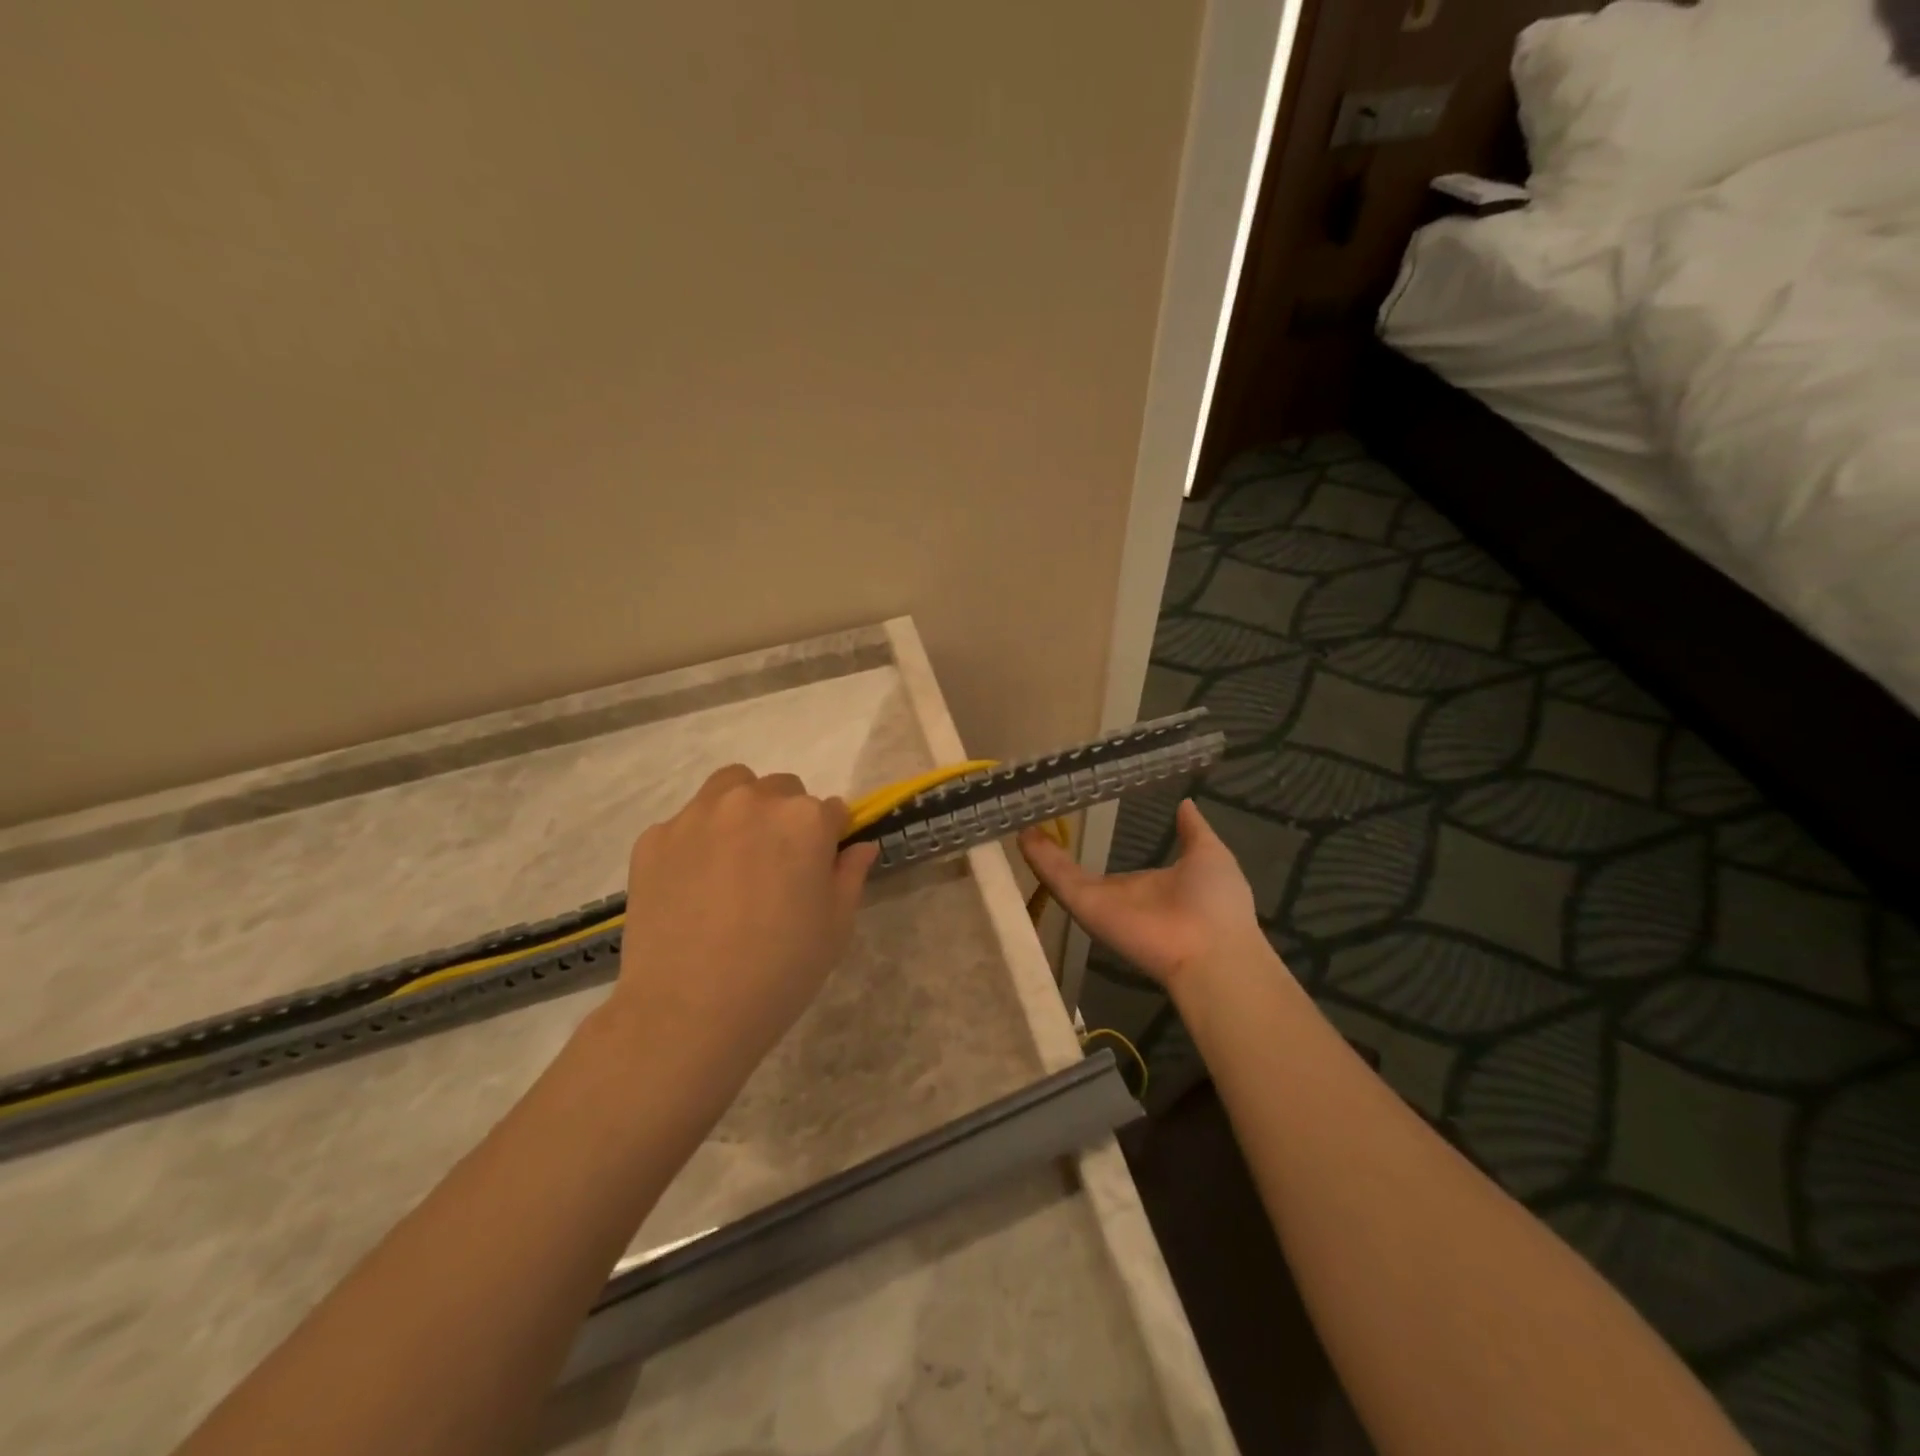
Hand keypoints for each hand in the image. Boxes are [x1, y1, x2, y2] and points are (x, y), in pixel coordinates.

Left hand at [608, 765, 878, 1088]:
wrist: (689, 1011)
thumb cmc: (781, 969)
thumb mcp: (836, 925)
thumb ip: (851, 874)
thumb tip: (860, 846)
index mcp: (804, 819)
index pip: (832, 810)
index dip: (830, 838)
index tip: (820, 867)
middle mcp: (752, 802)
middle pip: (781, 789)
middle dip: (786, 818)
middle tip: (777, 866)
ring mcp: (697, 816)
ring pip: (729, 788)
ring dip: (742, 809)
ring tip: (735, 857)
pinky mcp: (654, 838)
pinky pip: (685, 824)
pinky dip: (696, 841)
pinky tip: (693, 885)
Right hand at [1019, 799, 1262, 996]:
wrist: (1212, 949)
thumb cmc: (1216, 902)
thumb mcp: (1208, 854)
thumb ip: (1192, 830)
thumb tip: (1185, 803)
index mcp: (1148, 887)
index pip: (1114, 868)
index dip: (1095, 848)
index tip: (1079, 824)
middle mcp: (1119, 897)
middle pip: (1080, 873)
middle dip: (1056, 852)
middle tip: (1033, 821)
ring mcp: (1099, 903)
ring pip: (1062, 874)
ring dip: (1039, 852)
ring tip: (1017, 823)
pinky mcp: (1086, 906)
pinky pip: (1059, 879)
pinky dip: (1039, 857)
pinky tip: (1022, 833)